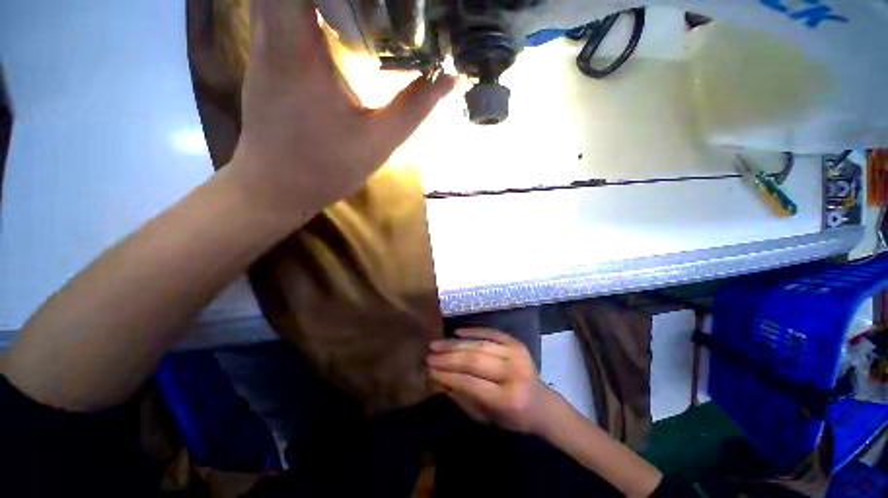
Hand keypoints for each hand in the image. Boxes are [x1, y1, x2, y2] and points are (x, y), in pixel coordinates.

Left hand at [228, 0, 454, 219]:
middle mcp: (271, 32)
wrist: (277, 187)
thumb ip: (415, 107)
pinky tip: (344, 16)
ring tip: (373, 7)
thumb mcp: (378, 141)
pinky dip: (313, 3)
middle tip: (387, 3)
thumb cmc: (325, 168)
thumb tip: (450, 78)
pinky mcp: (266, 55)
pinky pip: (283, 8)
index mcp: (297, 48)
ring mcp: (263, 42)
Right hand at [427, 328, 556, 433]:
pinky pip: (491, 332)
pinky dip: (473, 331)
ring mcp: (517, 354)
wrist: (542, 405)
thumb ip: (464, 397)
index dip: (449, 375)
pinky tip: (456, 332)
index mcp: (508, 398)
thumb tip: (440, 376)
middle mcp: (514, 373)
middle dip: (448, 357)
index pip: (471, 382)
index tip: (430, 369)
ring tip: (437, 344)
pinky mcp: (517, 343)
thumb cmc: (513, 417)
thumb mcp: (487, 418)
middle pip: (475, 361)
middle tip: (430, 354)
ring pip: (480, 345)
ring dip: (455, 344)